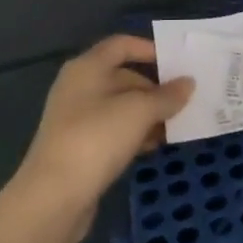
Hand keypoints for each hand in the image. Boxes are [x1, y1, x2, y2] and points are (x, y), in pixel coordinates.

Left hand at [13, 36, 193, 237]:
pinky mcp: (79, 147)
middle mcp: (79, 87)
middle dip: (154, 87)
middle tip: (184, 100)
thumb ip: (166, 95)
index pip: (121, 45)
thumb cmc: (96, 138)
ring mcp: (77, 119)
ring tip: (176, 125)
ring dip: (147, 113)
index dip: (149, 49)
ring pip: (120, 106)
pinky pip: (113, 130)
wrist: (53, 198)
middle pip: (122, 76)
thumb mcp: (139, 112)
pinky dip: (134, 133)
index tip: (177, 63)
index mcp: (87, 67)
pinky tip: (154, 145)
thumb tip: (188, 83)